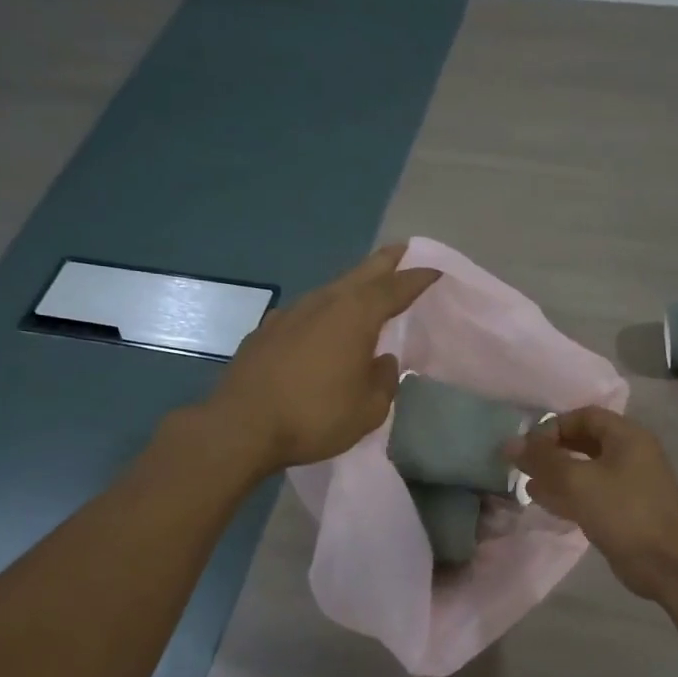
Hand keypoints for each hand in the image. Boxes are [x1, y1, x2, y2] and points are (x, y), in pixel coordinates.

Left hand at [209, 244, 440, 471]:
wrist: (242, 427)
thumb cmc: (315, 416)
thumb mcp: (368, 409)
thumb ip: (384, 380)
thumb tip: (383, 362)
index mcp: (355, 316)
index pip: (395, 288)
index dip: (418, 278)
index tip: (435, 270)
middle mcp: (324, 303)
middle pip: (362, 274)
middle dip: (386, 262)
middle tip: (403, 250)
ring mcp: (291, 313)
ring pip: (331, 290)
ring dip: (352, 285)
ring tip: (366, 289)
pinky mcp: (267, 330)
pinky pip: (305, 312)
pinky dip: (323, 311)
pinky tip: (321, 325)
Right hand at [506, 407, 677, 597]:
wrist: (670, 564)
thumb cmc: (625, 512)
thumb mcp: (578, 481)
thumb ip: (543, 460)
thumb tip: (510, 443)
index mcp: (626, 436)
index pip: (583, 415)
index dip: (553, 426)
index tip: (528, 448)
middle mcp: (630, 453)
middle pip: (584, 441)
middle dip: (552, 452)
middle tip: (523, 467)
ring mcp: (629, 483)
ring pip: (586, 469)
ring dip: (556, 475)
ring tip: (527, 486)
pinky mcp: (625, 510)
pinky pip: (592, 493)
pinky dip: (568, 495)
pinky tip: (545, 504)